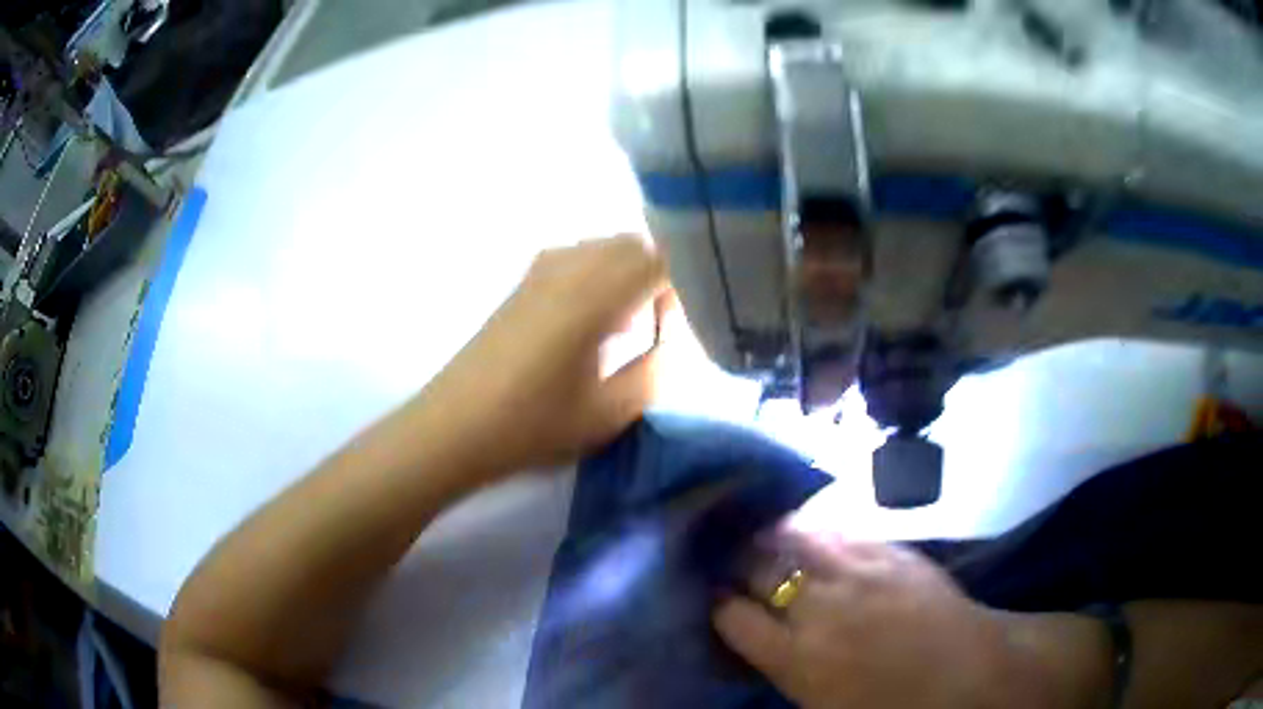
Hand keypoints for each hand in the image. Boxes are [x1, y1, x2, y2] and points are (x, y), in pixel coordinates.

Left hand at [421, 235, 668, 477]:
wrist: (455, 427)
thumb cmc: (532, 425)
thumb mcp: (609, 412)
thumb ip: (654, 371)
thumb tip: (670, 343)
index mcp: (595, 295)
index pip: (659, 260)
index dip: (685, 287)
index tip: (688, 324)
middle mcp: (569, 268)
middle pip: (632, 244)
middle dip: (659, 275)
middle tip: (663, 324)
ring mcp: (540, 271)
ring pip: (602, 247)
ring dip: (628, 273)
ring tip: (629, 324)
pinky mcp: (521, 285)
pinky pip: (576, 258)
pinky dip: (599, 275)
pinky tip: (592, 321)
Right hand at [714, 534, 1019, 708]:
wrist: (967, 671)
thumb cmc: (893, 704)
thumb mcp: (823, 706)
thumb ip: (783, 667)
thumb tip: (757, 636)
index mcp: (798, 658)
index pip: (732, 616)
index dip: (718, 604)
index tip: (716, 598)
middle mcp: (819, 609)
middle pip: (758, 567)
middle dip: (738, 561)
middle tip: (733, 559)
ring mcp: (857, 571)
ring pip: (795, 535)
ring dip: (772, 535)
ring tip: (762, 533)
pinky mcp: (888, 550)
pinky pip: (838, 528)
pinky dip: (815, 528)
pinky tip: (811, 529)